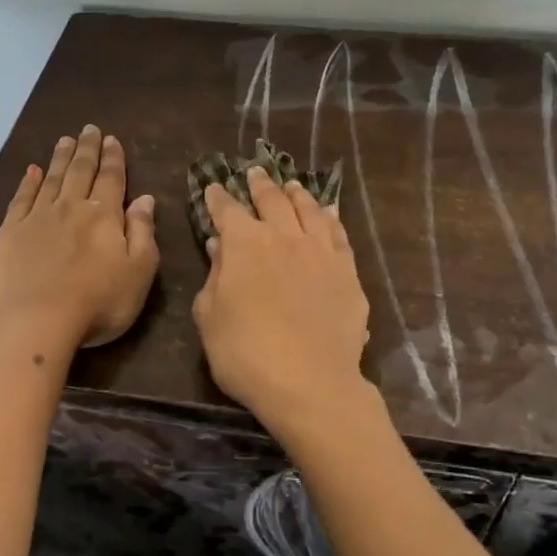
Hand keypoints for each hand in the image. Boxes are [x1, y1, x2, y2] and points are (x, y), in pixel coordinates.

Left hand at [0, 125, 159, 351]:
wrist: (37, 320)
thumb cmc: (98, 302)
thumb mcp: (139, 271)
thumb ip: (143, 232)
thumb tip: (145, 199)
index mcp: (104, 216)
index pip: (111, 179)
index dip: (113, 158)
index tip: (112, 139)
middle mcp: (70, 207)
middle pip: (80, 171)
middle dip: (87, 149)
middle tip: (89, 129)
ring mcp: (36, 218)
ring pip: (51, 179)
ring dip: (59, 158)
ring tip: (64, 140)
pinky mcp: (9, 233)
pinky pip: (20, 199)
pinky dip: (27, 182)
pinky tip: (31, 171)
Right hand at [191, 167, 371, 430]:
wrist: (309, 383)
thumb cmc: (245, 354)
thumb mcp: (210, 317)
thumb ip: (214, 276)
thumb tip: (220, 246)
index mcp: (245, 244)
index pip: (227, 210)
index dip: (218, 198)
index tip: (213, 189)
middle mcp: (284, 236)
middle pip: (272, 200)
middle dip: (260, 184)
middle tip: (254, 172)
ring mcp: (321, 251)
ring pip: (309, 209)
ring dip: (297, 194)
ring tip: (291, 185)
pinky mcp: (347, 270)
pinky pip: (339, 233)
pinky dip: (331, 217)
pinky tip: (329, 212)